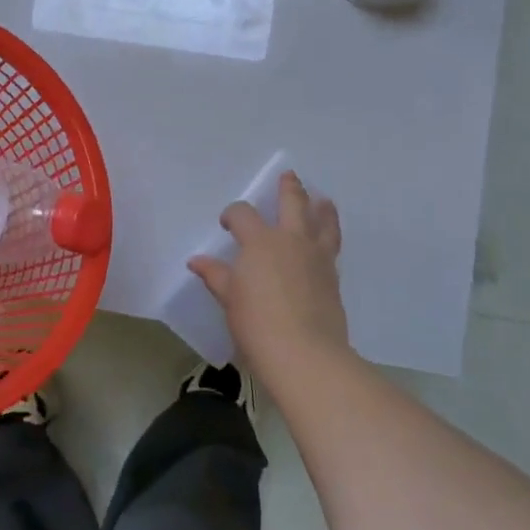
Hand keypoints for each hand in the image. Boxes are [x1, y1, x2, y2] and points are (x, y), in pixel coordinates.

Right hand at [188, 171, 349, 385]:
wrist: (304, 353)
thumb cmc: (257, 323)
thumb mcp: (230, 299)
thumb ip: (216, 275)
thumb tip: (196, 260)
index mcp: (260, 241)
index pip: (243, 214)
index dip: (233, 214)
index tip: (227, 224)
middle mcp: (291, 240)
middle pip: (293, 203)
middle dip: (289, 188)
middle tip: (289, 176)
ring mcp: (316, 257)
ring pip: (322, 222)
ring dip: (322, 208)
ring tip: (323, 200)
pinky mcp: (333, 276)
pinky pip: (332, 246)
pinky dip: (329, 236)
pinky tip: (325, 241)